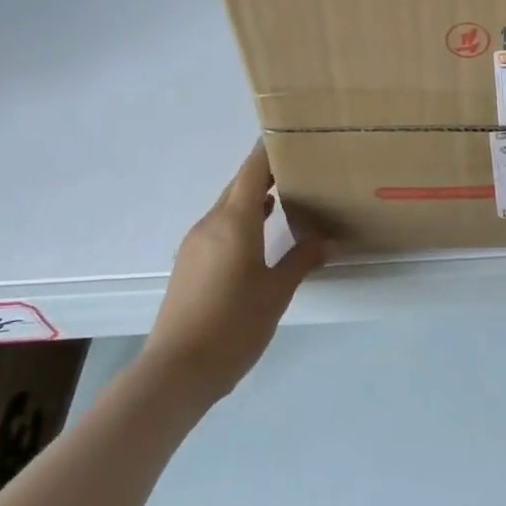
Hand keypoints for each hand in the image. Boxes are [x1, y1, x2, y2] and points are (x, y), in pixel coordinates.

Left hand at [144, 143, 326, 397]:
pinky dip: (243, 220)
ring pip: (229, 208)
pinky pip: (220, 228)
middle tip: (303, 166)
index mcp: (234, 222)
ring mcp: (196, 244)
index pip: (252, 171)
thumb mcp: (277, 292)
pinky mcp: (191, 264)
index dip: (269, 149)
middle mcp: (210, 224)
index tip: (292, 134)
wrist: (178, 370)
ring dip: (255, 198)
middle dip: (267, 173)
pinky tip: (263, 233)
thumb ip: (302, 260)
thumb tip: (327, 241)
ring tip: (289, 196)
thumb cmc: (234, 325)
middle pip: (239, 186)